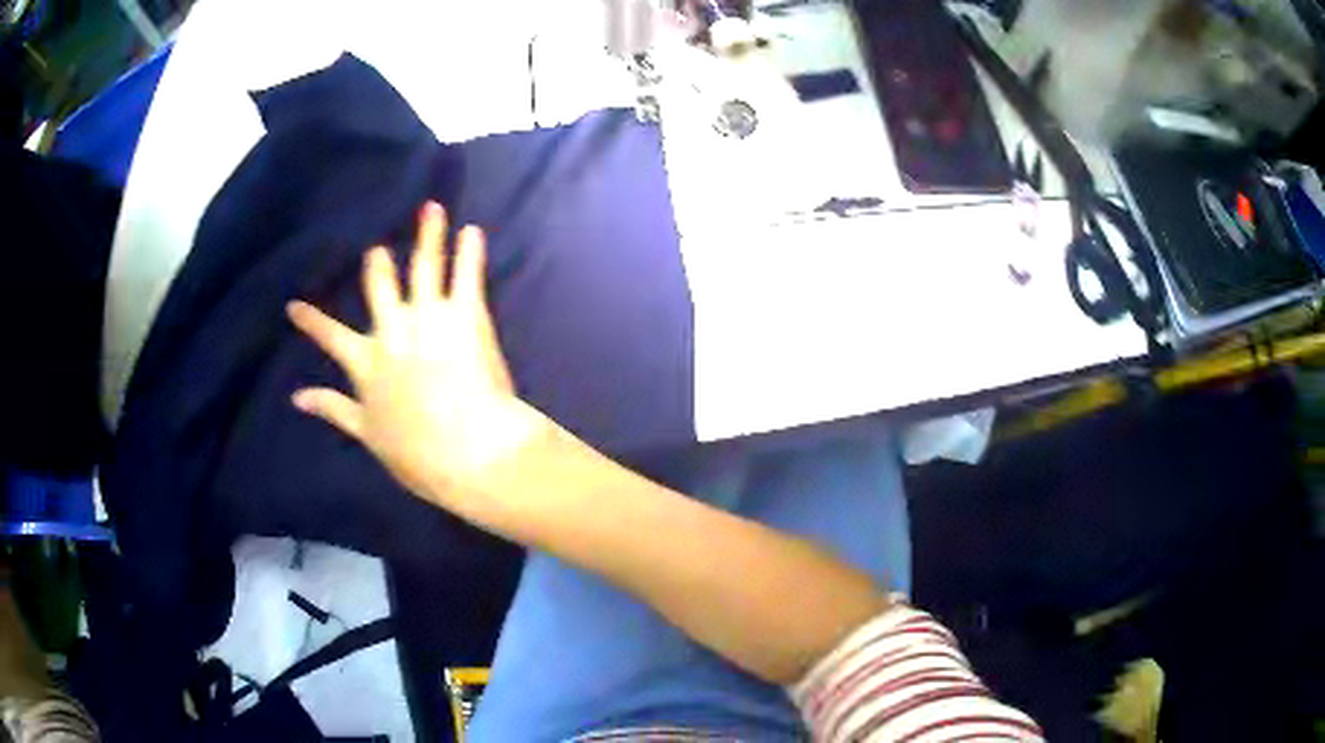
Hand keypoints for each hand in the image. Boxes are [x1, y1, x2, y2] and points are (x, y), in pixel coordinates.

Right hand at [287, 202, 546, 521]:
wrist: (470, 452)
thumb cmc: (418, 454)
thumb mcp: (368, 434)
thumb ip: (332, 409)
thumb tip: (297, 398)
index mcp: (366, 363)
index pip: (329, 336)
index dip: (310, 320)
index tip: (293, 306)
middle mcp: (392, 332)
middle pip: (380, 285)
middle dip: (378, 265)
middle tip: (378, 250)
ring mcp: (428, 319)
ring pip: (423, 266)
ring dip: (428, 234)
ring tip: (432, 209)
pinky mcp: (466, 316)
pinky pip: (465, 274)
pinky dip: (469, 251)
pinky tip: (472, 231)